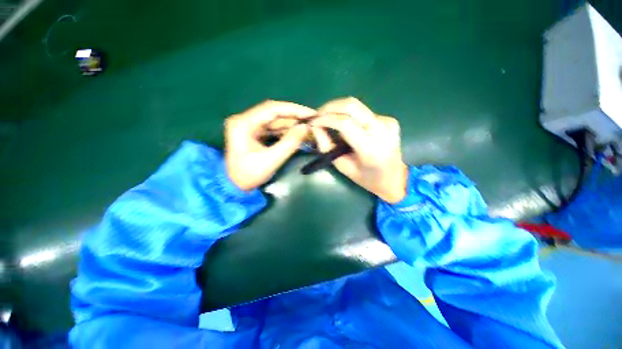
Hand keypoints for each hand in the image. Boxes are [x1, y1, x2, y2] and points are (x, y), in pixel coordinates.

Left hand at [225, 100, 314, 190]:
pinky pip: (272, 128)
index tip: (310, 113)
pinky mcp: (254, 133)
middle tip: (312, 121)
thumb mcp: (271, 160)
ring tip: (308, 127)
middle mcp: (244, 120)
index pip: (272, 109)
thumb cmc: (249, 175)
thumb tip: (306, 128)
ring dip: (291, 124)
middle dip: (294, 117)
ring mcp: (249, 126)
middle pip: (274, 113)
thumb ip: (289, 143)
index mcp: (243, 123)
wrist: (234, 186)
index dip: (293, 109)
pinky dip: (285, 131)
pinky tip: (297, 133)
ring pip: (274, 121)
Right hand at [310, 97, 407, 202]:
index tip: (312, 121)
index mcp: (370, 148)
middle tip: (317, 115)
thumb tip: (315, 127)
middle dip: (330, 107)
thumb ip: (327, 146)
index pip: (344, 123)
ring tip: (327, 119)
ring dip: (338, 109)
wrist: (394, 178)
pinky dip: (349, 115)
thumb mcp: (342, 166)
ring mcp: (387, 122)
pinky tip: (345, 125)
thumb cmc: (366, 178)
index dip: (325, 118)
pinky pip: (363, 112)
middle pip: (351, 105)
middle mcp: (382, 130)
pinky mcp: (389, 119)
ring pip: (357, 106)